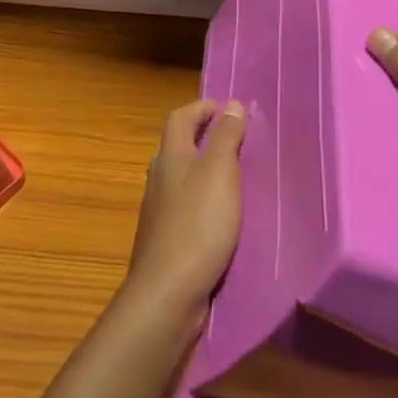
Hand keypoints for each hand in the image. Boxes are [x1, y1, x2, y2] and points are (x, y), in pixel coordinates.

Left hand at [124, 99, 246, 323]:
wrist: (168, 293)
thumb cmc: (198, 224)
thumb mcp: (220, 173)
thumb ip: (226, 138)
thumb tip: (232, 104)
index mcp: (170, 157)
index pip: (180, 117)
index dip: (202, 107)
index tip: (229, 109)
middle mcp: (159, 179)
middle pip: (177, 146)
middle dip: (204, 137)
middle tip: (238, 140)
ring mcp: (159, 212)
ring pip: (180, 178)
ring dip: (204, 170)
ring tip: (236, 176)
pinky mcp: (166, 239)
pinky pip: (185, 207)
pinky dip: (203, 200)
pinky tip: (222, 216)